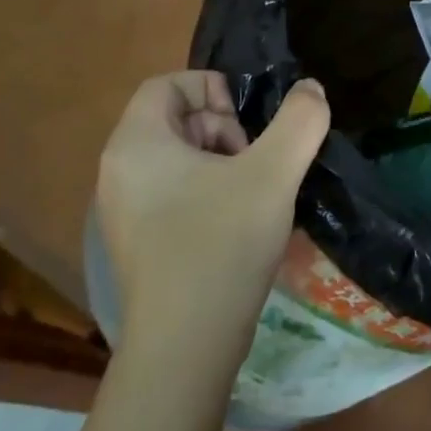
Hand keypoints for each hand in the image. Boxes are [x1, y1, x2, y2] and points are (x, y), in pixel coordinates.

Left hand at [95, 72, 328, 344]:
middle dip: (223, 129)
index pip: (167, 84)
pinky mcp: (138, 242)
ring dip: (221, 162)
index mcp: (136, 144)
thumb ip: (300, 121)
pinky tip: (238, 223)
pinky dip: (208, 192)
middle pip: (174, 119)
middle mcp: (118, 171)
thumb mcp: (273, 173)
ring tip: (252, 195)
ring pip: (178, 158)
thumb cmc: (221, 243)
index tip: (247, 126)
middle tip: (254, 164)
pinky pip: (173, 193)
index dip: (212, 89)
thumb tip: (312, 89)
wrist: (186, 345)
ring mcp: (123, 211)